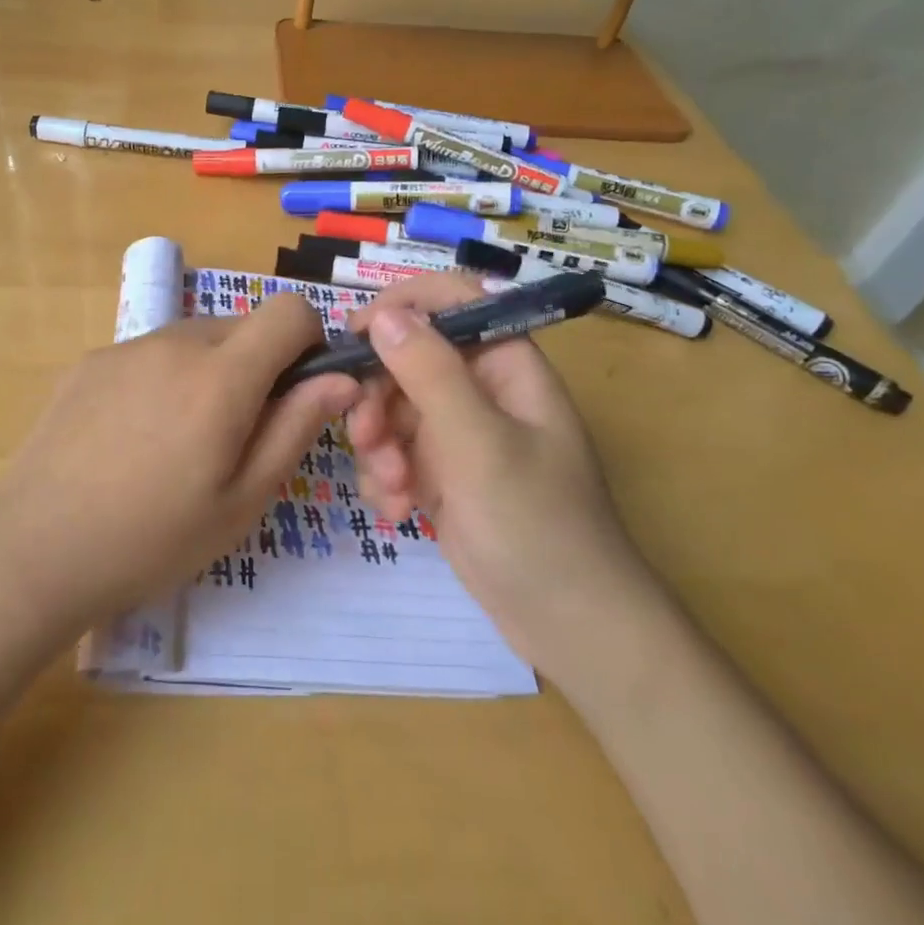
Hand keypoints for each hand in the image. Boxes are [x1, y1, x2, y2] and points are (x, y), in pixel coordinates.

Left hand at [0, 294, 358, 628]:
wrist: (34, 550)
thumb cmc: (153, 538)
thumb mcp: (242, 499)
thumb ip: (296, 428)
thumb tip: (341, 379)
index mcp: (221, 375)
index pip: (288, 310)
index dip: (307, 340)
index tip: (297, 390)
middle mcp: (174, 342)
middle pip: (240, 327)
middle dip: (257, 366)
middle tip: (235, 435)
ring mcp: (125, 348)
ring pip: (193, 340)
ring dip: (208, 372)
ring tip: (179, 442)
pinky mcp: (89, 362)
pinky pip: (149, 354)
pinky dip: (163, 379)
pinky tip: (132, 438)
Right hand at [346, 274, 655, 672]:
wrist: (567, 623)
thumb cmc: (536, 523)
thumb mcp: (479, 443)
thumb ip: (430, 372)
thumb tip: (386, 314)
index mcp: (506, 364)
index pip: (451, 301)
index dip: (402, 306)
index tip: (356, 336)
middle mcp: (480, 389)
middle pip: (408, 358)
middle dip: (378, 397)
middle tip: (366, 436)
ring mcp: (458, 433)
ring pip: (392, 408)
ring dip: (379, 445)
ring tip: (393, 489)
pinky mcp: (440, 474)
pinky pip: (394, 452)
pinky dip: (387, 478)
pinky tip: (398, 512)